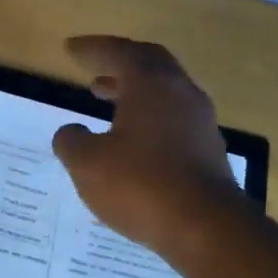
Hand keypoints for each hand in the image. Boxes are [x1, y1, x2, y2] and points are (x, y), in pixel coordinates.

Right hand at [51, 36, 249, 259]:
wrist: (206, 228)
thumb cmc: (140, 185)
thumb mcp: (86, 163)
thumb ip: (71, 141)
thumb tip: (71, 132)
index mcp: (151, 86)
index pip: (120, 52)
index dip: (92, 49)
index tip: (70, 49)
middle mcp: (181, 94)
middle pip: (150, 63)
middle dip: (120, 62)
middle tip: (94, 67)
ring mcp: (199, 122)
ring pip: (164, 90)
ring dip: (134, 89)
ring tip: (107, 96)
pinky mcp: (207, 149)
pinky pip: (173, 116)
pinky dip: (148, 114)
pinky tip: (130, 136)